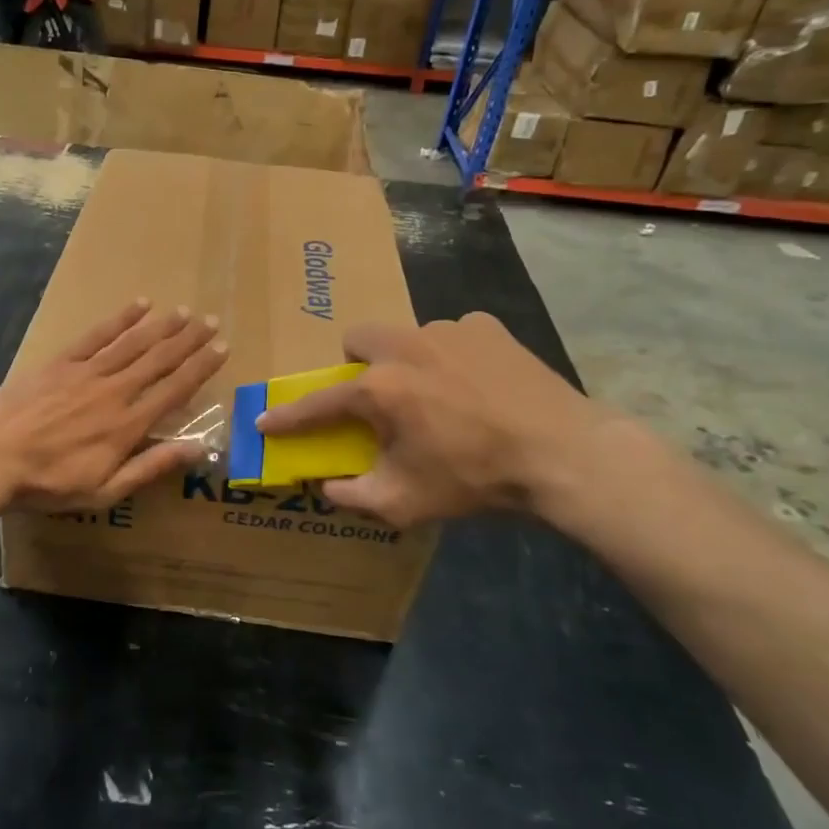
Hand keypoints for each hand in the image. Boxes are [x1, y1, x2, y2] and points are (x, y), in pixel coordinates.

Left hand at [0, 299, 227, 511]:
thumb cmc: (48, 483)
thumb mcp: (104, 490)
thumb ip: (151, 467)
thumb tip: (198, 449)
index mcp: (128, 425)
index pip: (175, 389)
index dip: (201, 367)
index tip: (222, 348)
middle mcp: (114, 391)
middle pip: (159, 360)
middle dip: (188, 340)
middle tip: (210, 322)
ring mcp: (87, 373)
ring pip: (133, 343)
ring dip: (161, 326)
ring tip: (184, 312)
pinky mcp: (61, 362)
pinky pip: (97, 335)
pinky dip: (120, 319)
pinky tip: (138, 305)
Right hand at [254, 313, 599, 527]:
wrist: (564, 454)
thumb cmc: (475, 479)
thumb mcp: (406, 502)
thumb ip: (354, 495)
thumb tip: (326, 487)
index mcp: (380, 388)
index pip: (318, 402)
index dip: (288, 416)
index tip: (264, 420)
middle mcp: (405, 346)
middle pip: (358, 339)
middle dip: (357, 365)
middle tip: (378, 397)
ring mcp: (448, 329)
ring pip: (407, 336)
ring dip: (408, 361)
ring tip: (439, 395)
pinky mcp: (487, 326)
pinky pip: (453, 334)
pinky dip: (453, 356)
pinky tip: (478, 384)